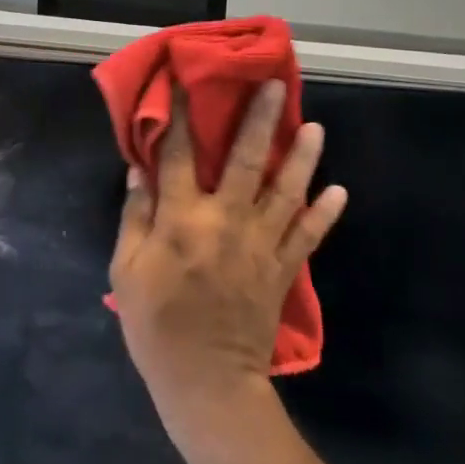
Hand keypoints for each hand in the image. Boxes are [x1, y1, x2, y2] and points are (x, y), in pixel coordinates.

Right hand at [109, 80, 346, 430]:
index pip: (178, 153)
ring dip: (302, 157)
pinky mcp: (281, 269)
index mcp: (182, 218)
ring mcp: (259, 244)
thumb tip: (139, 169)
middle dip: (260, 119)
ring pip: (286, 191)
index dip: (178, 113)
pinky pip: (307, 236)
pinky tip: (338, 191)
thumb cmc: (156, 326)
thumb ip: (134, 216)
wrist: (207, 384)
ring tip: (315, 127)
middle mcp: (226, 220)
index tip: (182, 79)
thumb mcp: (126, 271)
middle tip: (276, 86)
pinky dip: (324, 213)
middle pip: (246, 159)